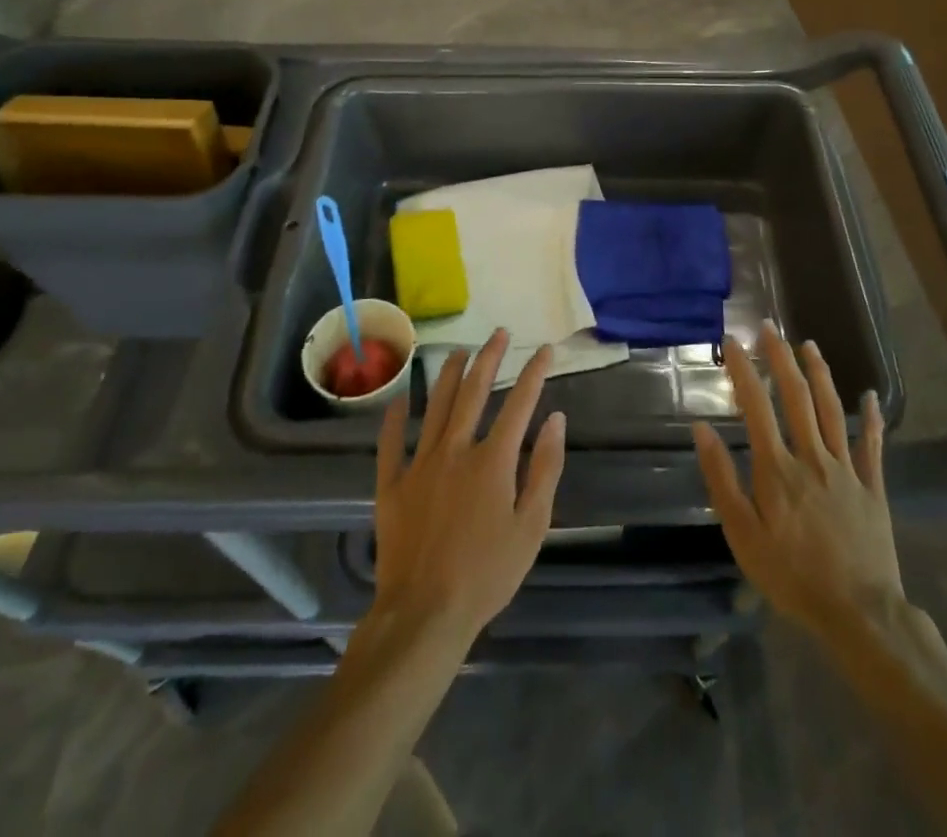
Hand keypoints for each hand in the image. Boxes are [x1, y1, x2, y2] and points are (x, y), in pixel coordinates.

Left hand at [372, 331, 566, 648]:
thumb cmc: (487, 573)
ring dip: (447, 375)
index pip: (519, 404)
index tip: (545, 350)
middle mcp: (455, 450)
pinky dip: (394, 419)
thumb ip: (545, 469)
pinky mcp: (391, 485)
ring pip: (434, 407)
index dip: (534, 373)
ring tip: (458, 351)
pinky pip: (390, 443)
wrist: (425, 613)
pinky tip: (399, 400)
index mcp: (493, 460)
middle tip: (499, 333)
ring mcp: (419, 464)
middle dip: (489, 358)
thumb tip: (556, 419)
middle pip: (473, 392)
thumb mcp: (532, 526)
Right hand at [693, 322, 903, 634]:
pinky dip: (870, 418)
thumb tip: (702, 430)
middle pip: (796, 397)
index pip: (756, 406)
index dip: (743, 370)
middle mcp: (812, 457)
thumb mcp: (743, 535)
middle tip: (769, 327)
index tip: (731, 341)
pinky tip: (869, 397)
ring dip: (819, 373)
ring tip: (809, 344)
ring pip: (832, 410)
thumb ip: (722, 479)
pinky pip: (872, 446)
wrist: (859, 613)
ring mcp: (846, 469)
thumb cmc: (792, 576)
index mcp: (778, 468)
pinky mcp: (872, 487)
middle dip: (780, 358)